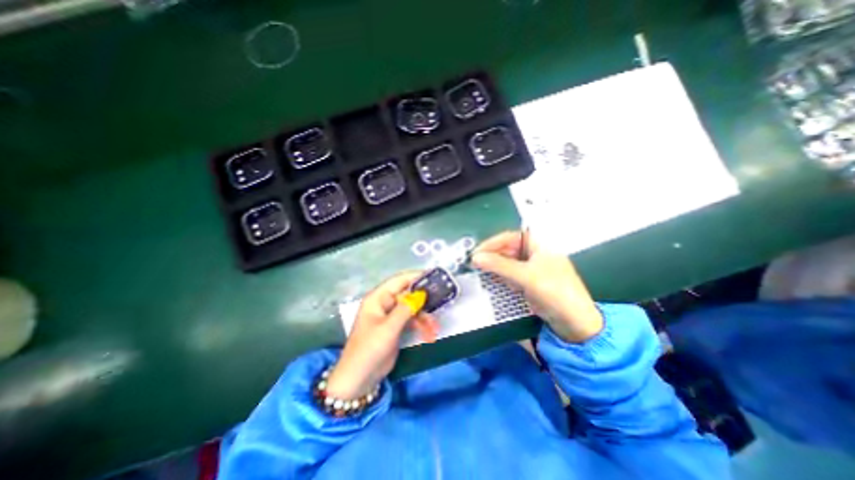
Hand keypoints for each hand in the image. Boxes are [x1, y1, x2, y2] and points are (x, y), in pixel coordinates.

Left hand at [326, 271, 436, 398]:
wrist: (359, 379)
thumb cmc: (369, 349)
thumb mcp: (388, 328)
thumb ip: (405, 309)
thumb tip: (421, 293)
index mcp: (377, 298)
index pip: (398, 281)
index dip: (415, 276)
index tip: (433, 276)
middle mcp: (384, 303)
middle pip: (408, 295)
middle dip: (423, 301)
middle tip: (441, 301)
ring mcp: (390, 316)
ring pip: (412, 309)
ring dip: (424, 317)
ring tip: (434, 329)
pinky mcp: (395, 327)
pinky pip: (411, 321)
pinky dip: (421, 326)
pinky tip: (429, 335)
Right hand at [474, 231, 598, 343]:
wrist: (575, 323)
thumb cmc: (554, 292)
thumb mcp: (526, 276)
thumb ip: (500, 265)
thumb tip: (475, 257)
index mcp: (540, 245)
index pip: (511, 237)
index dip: (492, 243)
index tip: (477, 252)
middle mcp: (535, 254)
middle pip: (508, 249)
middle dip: (492, 256)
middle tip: (474, 264)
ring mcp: (533, 269)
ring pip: (508, 263)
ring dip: (494, 267)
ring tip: (479, 272)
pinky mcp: (530, 282)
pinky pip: (511, 275)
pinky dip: (501, 277)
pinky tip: (492, 281)